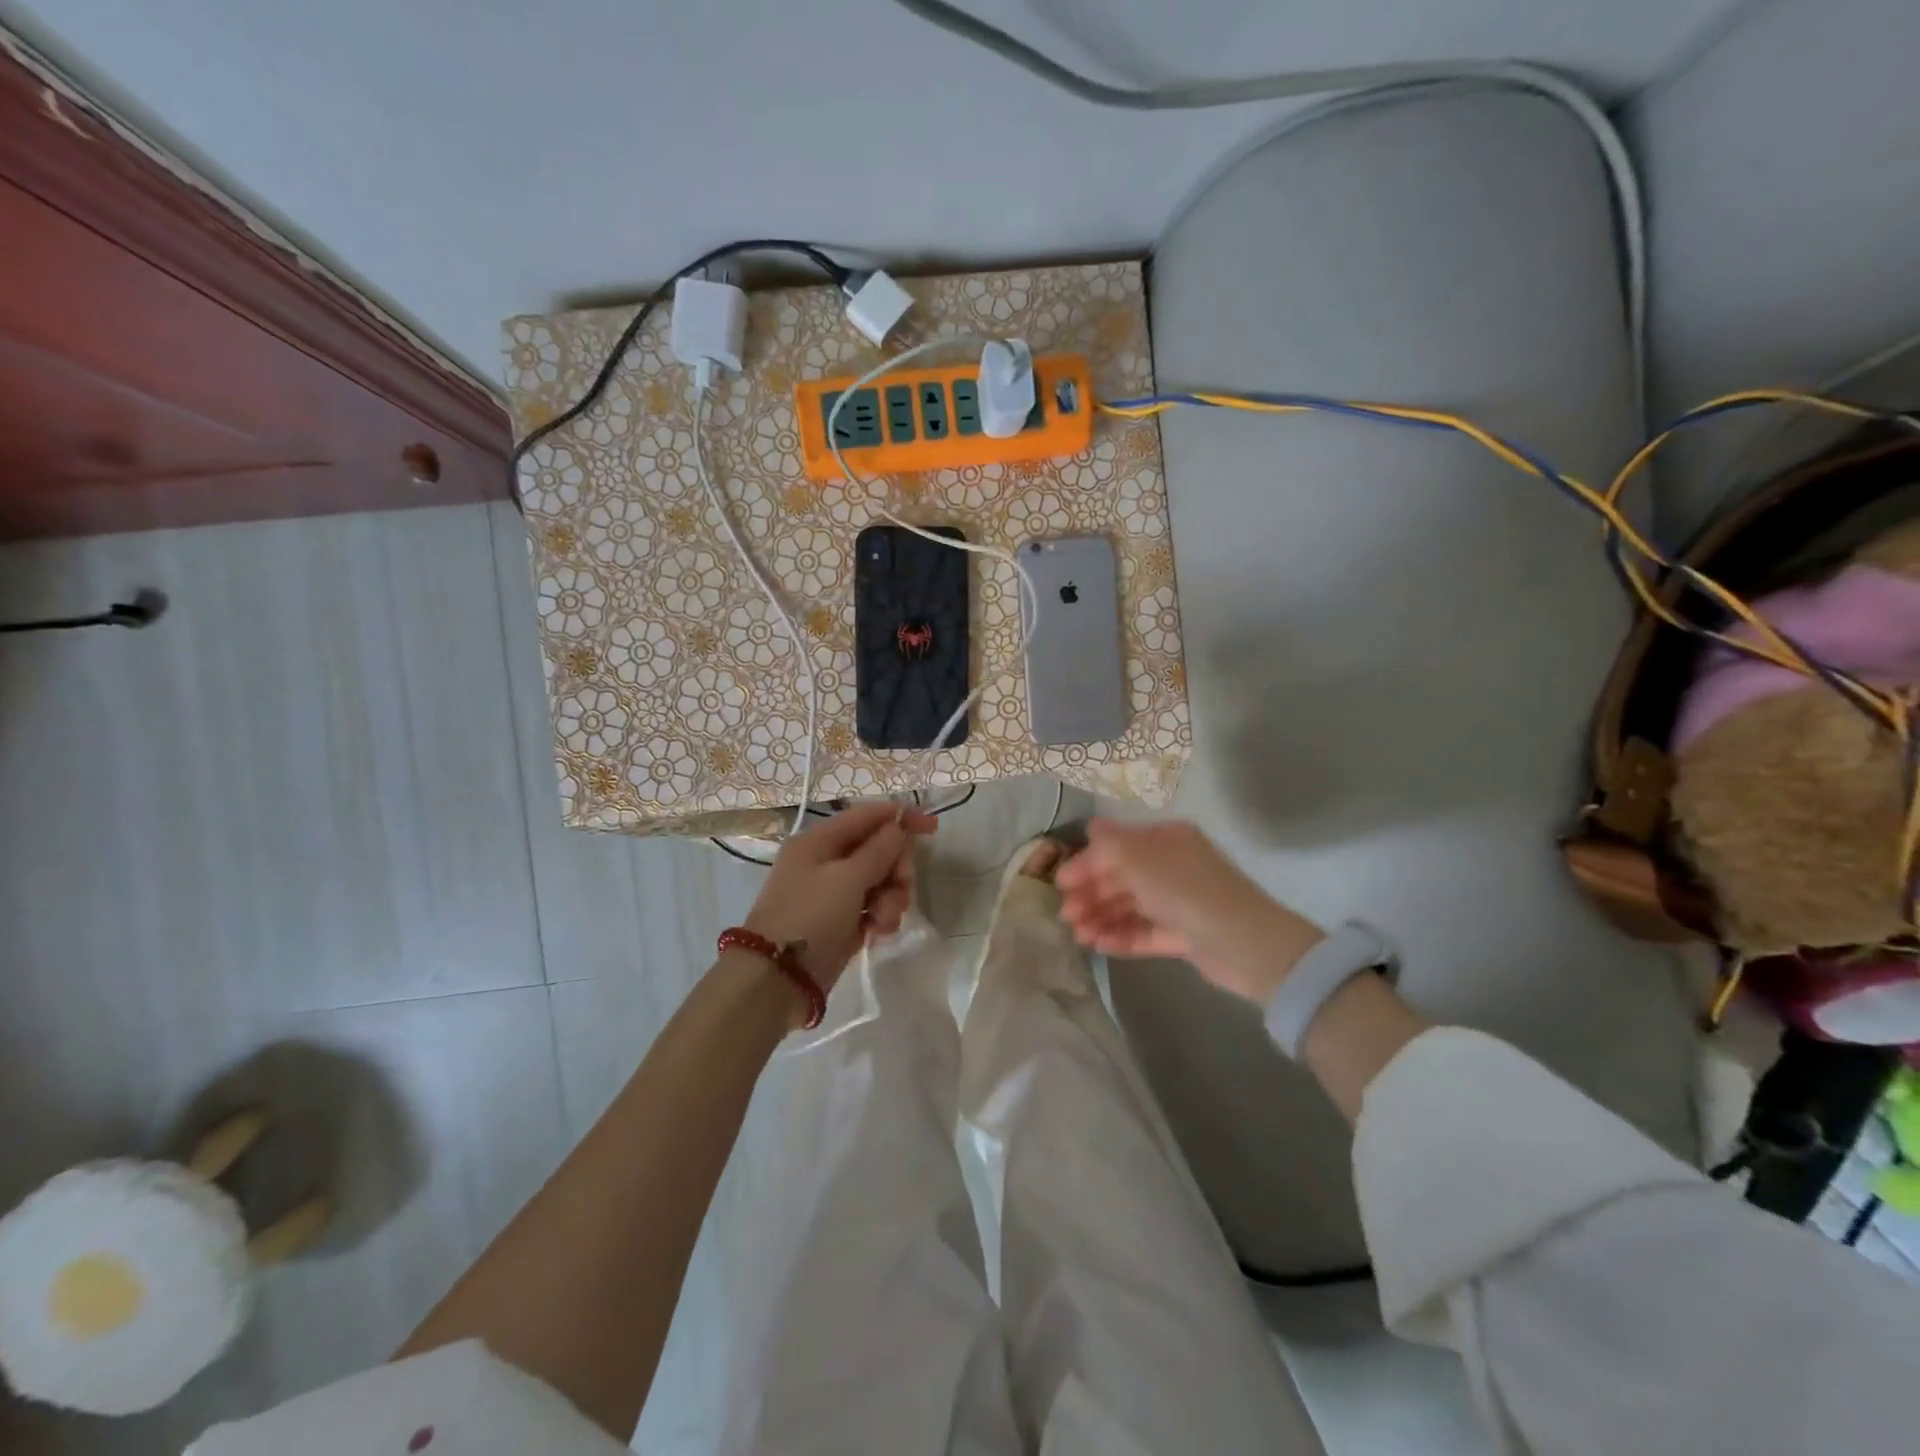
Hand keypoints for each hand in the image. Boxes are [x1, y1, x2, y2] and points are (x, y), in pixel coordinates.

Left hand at [743, 800, 936, 991]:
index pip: (867, 816)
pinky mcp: (842, 920)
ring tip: (884, 919)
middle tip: (903, 886)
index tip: (933, 828)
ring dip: (891, 897)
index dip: (901, 817)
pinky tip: (879, 932)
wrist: (778, 979)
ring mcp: (833, 892)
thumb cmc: (810, 916)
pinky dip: (881, 916)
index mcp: (819, 840)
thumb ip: (879, 850)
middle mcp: (826, 861)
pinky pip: (873, 907)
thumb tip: (898, 826)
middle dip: (896, 867)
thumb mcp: (847, 878)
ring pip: (880, 880)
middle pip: (878, 849)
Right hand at [1054, 818, 1325, 1002]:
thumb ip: (1110, 844)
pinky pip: (1144, 931)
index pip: (1117, 847)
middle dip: (1091, 894)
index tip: (1059, 883)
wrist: (1246, 945)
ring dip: (1101, 917)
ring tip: (1079, 935)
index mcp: (1166, 840)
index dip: (1087, 863)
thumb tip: (1091, 827)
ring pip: (1130, 906)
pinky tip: (1098, 945)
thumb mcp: (1142, 859)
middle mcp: (1171, 866)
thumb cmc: (1188, 891)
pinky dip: (1121, 936)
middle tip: (1066, 914)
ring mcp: (1178, 901)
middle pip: (1121, 877)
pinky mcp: (1183, 934)